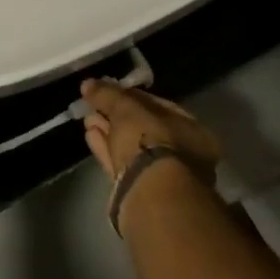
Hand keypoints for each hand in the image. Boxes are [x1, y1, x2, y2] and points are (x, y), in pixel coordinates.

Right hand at [79, 80, 221, 182]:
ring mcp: (162, 176)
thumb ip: (109, 94)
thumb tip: (88, 84)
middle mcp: (182, 153)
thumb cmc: (151, 141)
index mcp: (193, 130)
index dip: (132, 96)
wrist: (149, 194)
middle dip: (118, 116)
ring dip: (109, 131)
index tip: (110, 90)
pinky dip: (106, 149)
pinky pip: (122, 164)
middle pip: (145, 128)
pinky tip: (89, 135)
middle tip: (95, 104)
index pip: (160, 106)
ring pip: (132, 148)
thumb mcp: (128, 109)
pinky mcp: (140, 192)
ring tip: (87, 118)